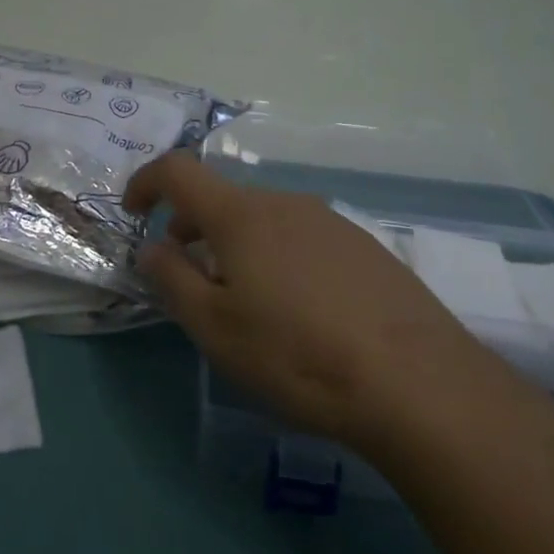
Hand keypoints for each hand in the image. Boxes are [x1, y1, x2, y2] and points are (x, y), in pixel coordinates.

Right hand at [124, 152, 473, 450]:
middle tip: (190, 278)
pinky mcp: (365, 246)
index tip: (135, 213)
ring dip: (236, 245)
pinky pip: (302, 238)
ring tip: (246, 301)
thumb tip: (152, 247)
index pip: (178, 171)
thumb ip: (172, 279)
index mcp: (241, 215)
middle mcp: (285, 203)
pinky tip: (300, 311)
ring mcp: (330, 221)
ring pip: (264, 220)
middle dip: (193, 228)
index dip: (147, 183)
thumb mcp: (216, 328)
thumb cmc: (298, 354)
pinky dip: (278, 257)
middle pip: (223, 199)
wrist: (418, 382)